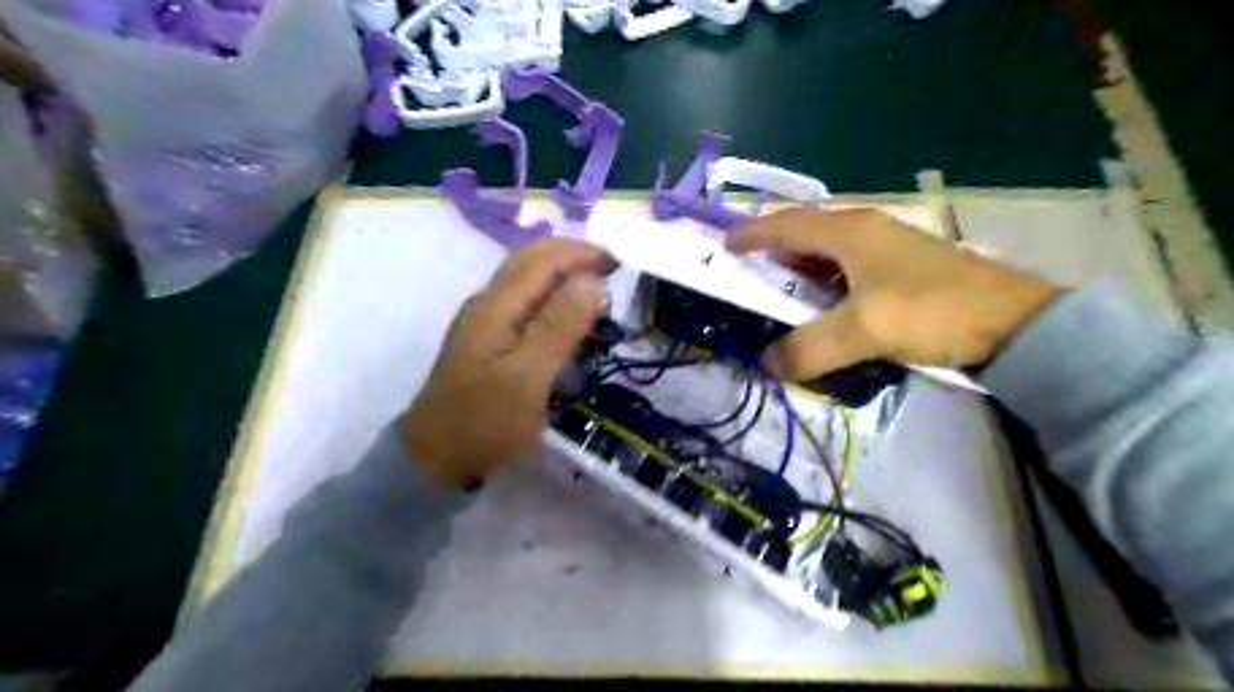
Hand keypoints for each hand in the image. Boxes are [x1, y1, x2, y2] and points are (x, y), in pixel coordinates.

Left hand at [405, 238, 617, 485]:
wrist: (436, 458)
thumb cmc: (485, 421)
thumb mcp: (528, 377)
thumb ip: (559, 326)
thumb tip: (591, 280)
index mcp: (497, 305)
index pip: (544, 259)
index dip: (583, 253)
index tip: (621, 263)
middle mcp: (489, 303)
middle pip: (533, 260)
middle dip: (574, 257)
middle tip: (612, 272)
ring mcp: (486, 321)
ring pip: (529, 281)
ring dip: (564, 277)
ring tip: (597, 296)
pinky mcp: (489, 340)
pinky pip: (526, 303)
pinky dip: (554, 300)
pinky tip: (569, 321)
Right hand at [725, 207, 1060, 379]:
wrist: (1015, 323)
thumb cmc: (932, 311)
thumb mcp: (864, 331)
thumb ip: (809, 348)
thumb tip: (769, 364)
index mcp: (851, 231)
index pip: (788, 224)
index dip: (753, 232)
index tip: (725, 244)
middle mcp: (866, 230)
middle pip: (807, 232)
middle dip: (774, 249)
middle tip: (749, 271)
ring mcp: (888, 248)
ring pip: (828, 251)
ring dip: (801, 267)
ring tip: (782, 290)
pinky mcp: (903, 269)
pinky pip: (848, 268)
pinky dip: (825, 282)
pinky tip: (825, 305)